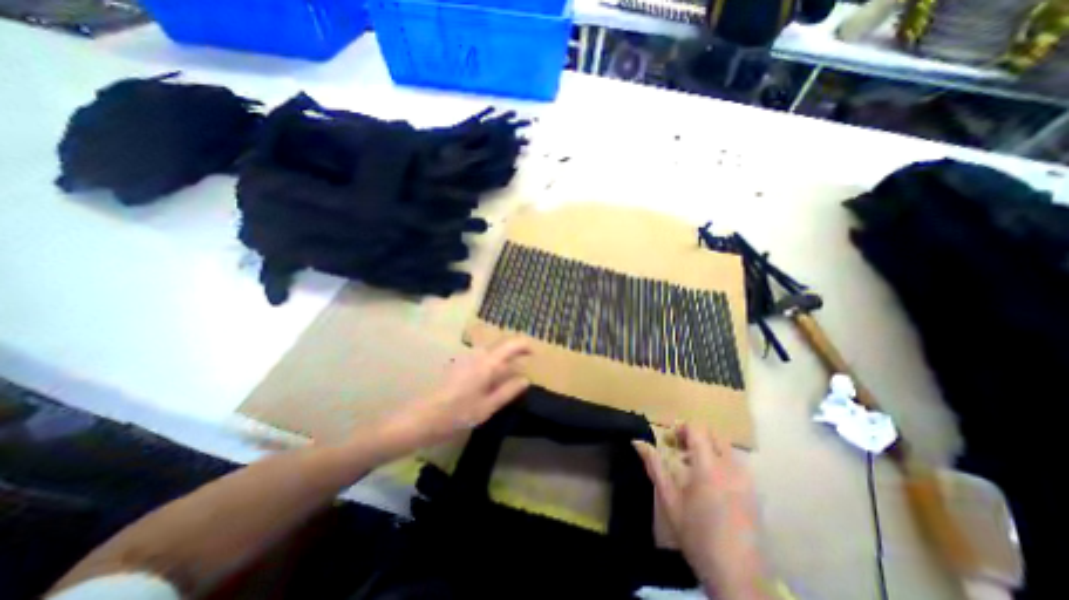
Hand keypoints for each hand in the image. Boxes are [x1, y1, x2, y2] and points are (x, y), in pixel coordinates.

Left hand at [384, 340, 534, 453]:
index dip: (525, 345)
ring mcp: (465, 358)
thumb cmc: (457, 415)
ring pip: (490, 349)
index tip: (535, 353)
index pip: (511, 344)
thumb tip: (526, 379)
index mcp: (487, 363)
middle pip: (500, 343)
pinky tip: (492, 377)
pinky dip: (492, 361)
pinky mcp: (458, 364)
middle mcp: (477, 355)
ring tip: (511, 372)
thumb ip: (508, 391)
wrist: (420, 418)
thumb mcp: (487, 407)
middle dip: (515, 349)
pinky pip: (481, 356)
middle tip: (525, 362)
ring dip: (503, 355)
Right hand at [632, 423, 768, 598]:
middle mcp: (731, 468)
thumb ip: (654, 466)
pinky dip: (721, 462)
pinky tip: (712, 484)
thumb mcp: (669, 500)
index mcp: (708, 467)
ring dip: (709, 448)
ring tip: (695, 468)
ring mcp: (746, 480)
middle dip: (696, 435)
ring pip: (727, 448)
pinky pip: (736, 464)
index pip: (698, 429)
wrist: (736, 576)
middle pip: (714, 434)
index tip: (671, 440)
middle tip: (681, 450)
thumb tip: (638, 442)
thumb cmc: (696, 535)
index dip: (682, 428)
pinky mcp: (754, 493)